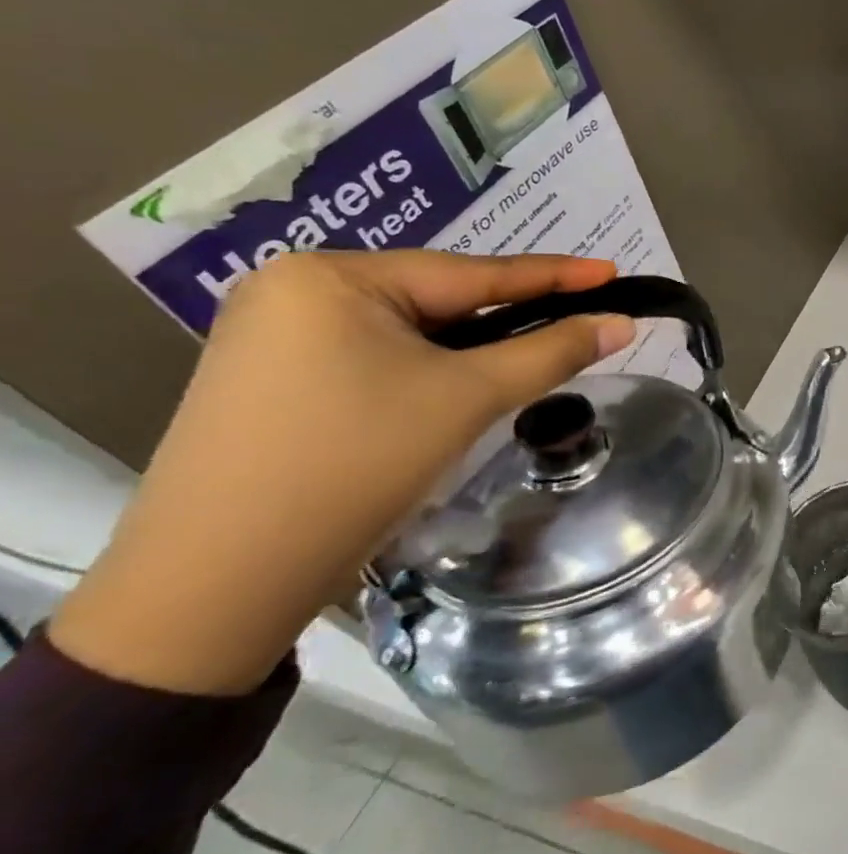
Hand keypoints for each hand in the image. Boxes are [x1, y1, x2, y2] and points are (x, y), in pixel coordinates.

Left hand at [51, 251, 634, 695]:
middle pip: (439, 298)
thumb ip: (553, 352)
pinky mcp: (273, 378)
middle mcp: (295, 289)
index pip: (472, 273)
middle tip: (582, 320)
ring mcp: (276, 335)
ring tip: (534, 354)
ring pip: (411, 331)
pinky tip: (461, 385)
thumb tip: (622, 324)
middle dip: (511, 315)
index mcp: (332, 277)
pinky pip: (377, 356)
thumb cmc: (354, 464)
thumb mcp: (468, 398)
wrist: (218, 581)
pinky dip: (430, 368)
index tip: (612, 272)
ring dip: (473, 347)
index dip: (554, 275)